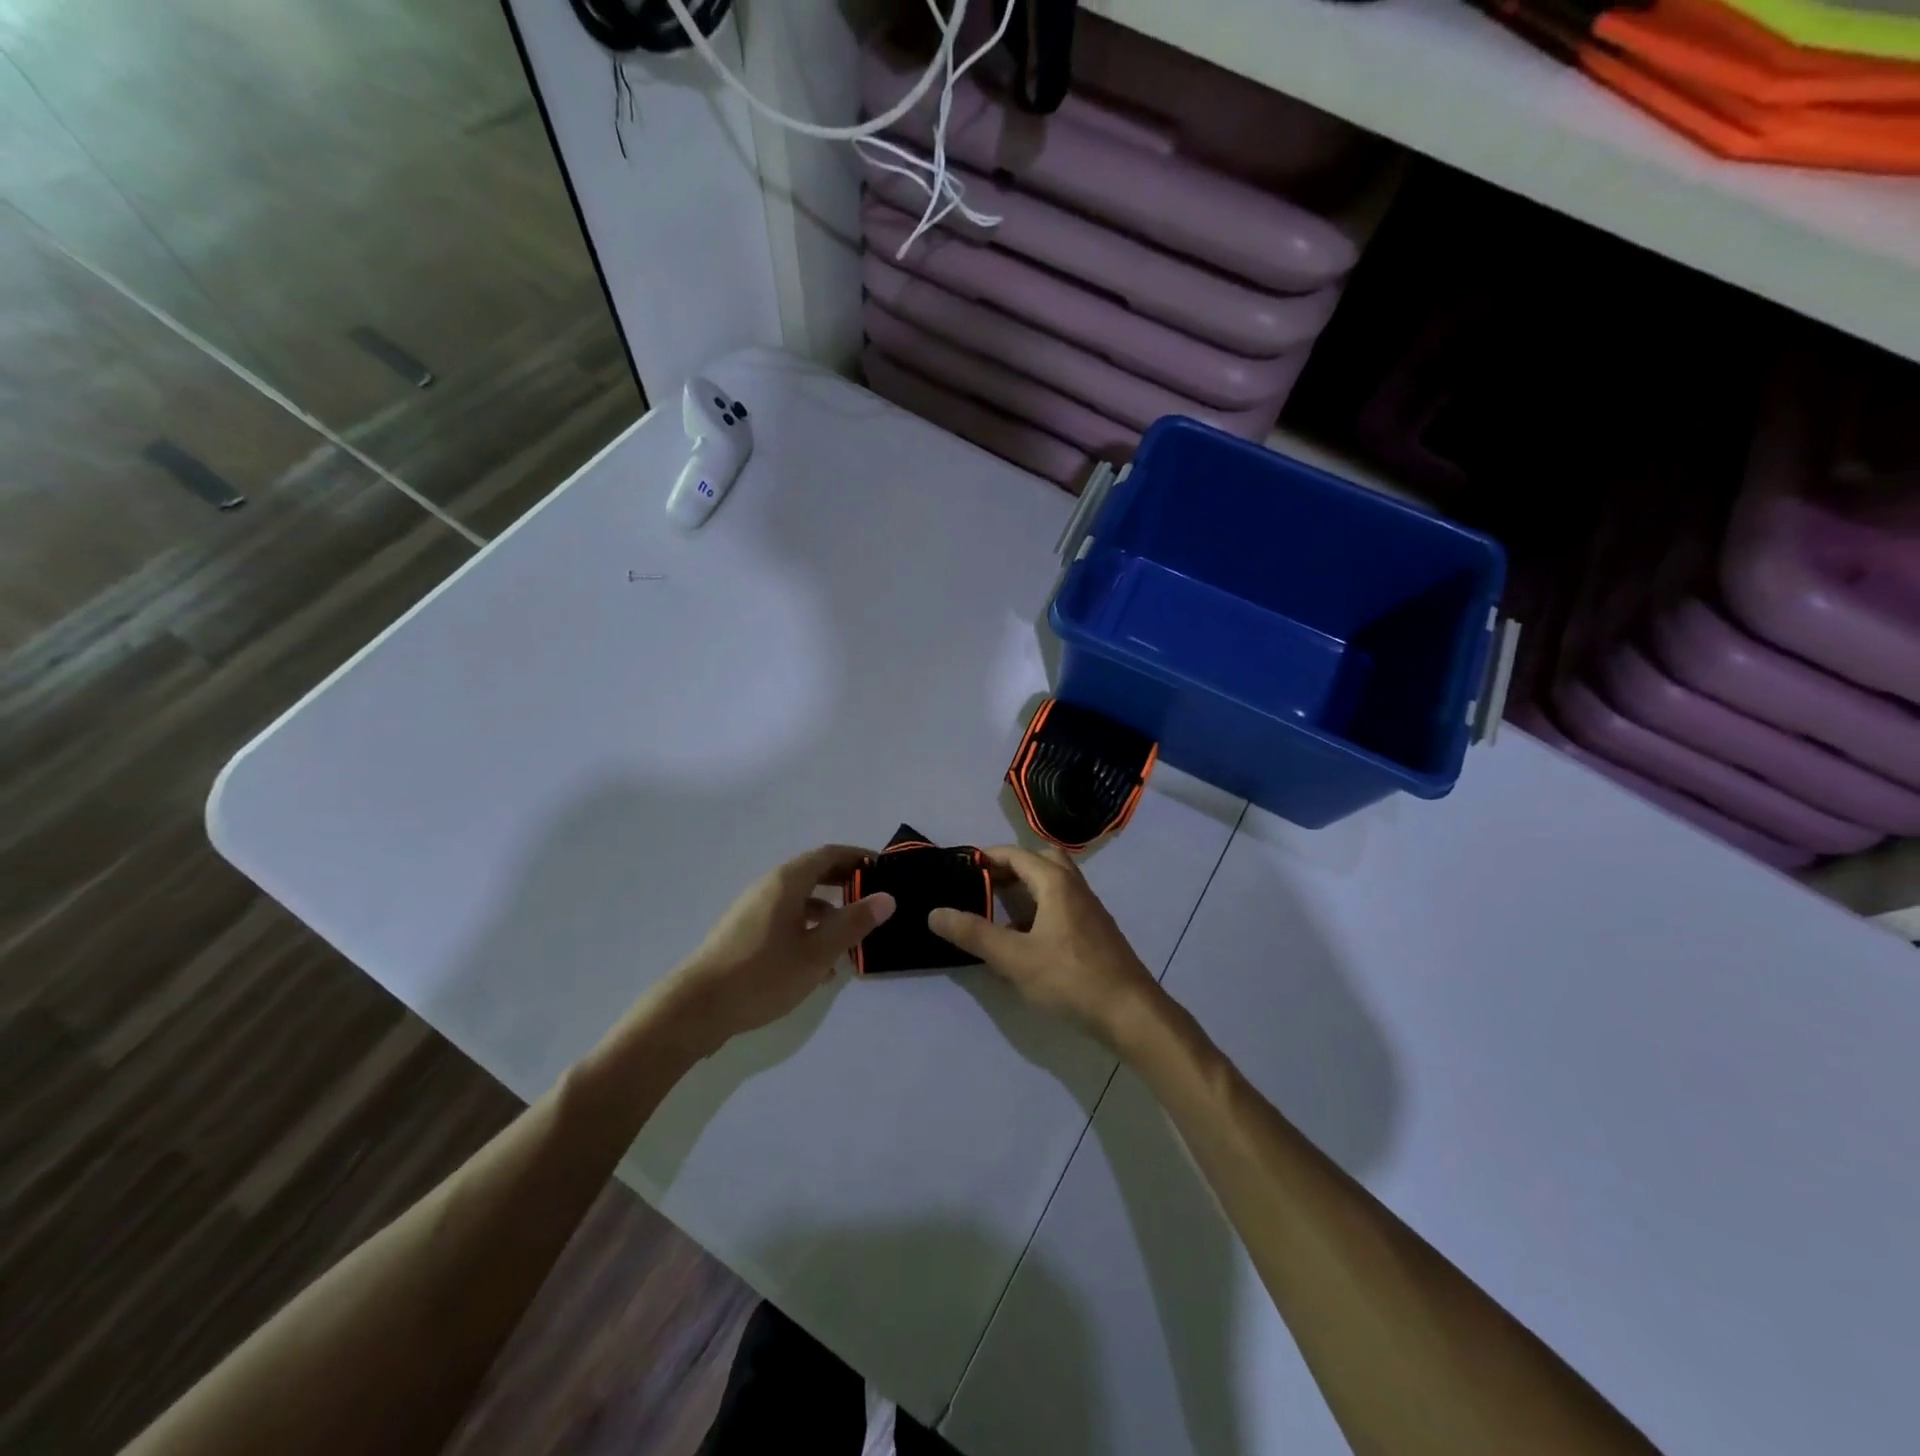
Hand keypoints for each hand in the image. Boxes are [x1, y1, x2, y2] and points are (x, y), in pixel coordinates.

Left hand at [660, 845, 894, 1053]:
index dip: (858, 857)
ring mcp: (754, 910)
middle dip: (846, 882)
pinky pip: (786, 919)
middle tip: (875, 898)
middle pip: (814, 873)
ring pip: (801, 899)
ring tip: (854, 936)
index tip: (885, 869)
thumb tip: (887, 897)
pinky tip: (822, 964)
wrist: (695, 1009)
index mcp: (787, 881)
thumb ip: (853, 923)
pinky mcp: (745, 934)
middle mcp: (769, 887)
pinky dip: (809, 929)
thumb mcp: (816, 952)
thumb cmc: (761, 975)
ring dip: (829, 911)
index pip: (829, 854)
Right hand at [928, 845, 1158, 1046]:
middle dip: (1011, 867)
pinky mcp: (1095, 931)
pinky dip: (1040, 908)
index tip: (960, 868)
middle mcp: (1075, 887)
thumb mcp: (1014, 958)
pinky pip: (1062, 905)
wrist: (1131, 1012)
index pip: (1016, 854)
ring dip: (1027, 889)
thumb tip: (935, 913)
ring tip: (998, 912)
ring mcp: (1089, 909)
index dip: (987, 857)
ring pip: (1054, 884)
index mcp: (1055, 883)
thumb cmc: (1070, 978)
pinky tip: (1026, 939)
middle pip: (1041, 860)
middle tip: (984, 885)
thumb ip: (974, 934)